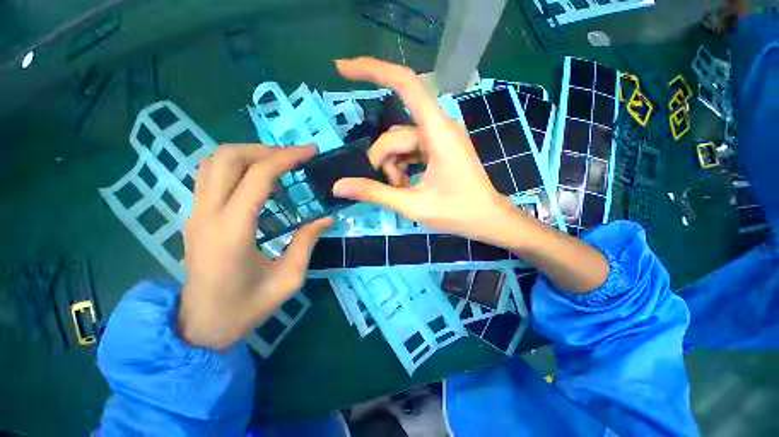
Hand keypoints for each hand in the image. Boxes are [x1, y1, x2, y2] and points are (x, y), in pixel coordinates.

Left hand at [180, 145, 330, 349]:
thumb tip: (326, 217)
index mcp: (232, 231)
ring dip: (247, 154)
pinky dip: (236, 166)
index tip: (310, 151)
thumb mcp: (288, 279)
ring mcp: (195, 213)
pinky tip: (258, 181)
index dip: (286, 158)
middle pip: (227, 157)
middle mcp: (207, 214)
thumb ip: (306, 243)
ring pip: (212, 162)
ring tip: (277, 164)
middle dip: (264, 149)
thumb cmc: (246, 307)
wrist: (200, 325)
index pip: (257, 177)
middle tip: (293, 158)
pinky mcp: (195, 216)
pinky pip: (210, 176)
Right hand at [332, 58, 516, 244]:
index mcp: (438, 132)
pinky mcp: (438, 148)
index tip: (341, 69)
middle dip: (384, 161)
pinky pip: (411, 150)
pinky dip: (403, 167)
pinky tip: (406, 184)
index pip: (406, 85)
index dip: (373, 70)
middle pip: (396, 133)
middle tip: (390, 187)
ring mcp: (439, 137)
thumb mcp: (412, 204)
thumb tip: (339, 186)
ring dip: (394, 167)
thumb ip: (375, 193)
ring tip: (401, 190)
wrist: (487, 219)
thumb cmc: (457, 212)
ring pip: (401, 143)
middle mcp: (439, 127)